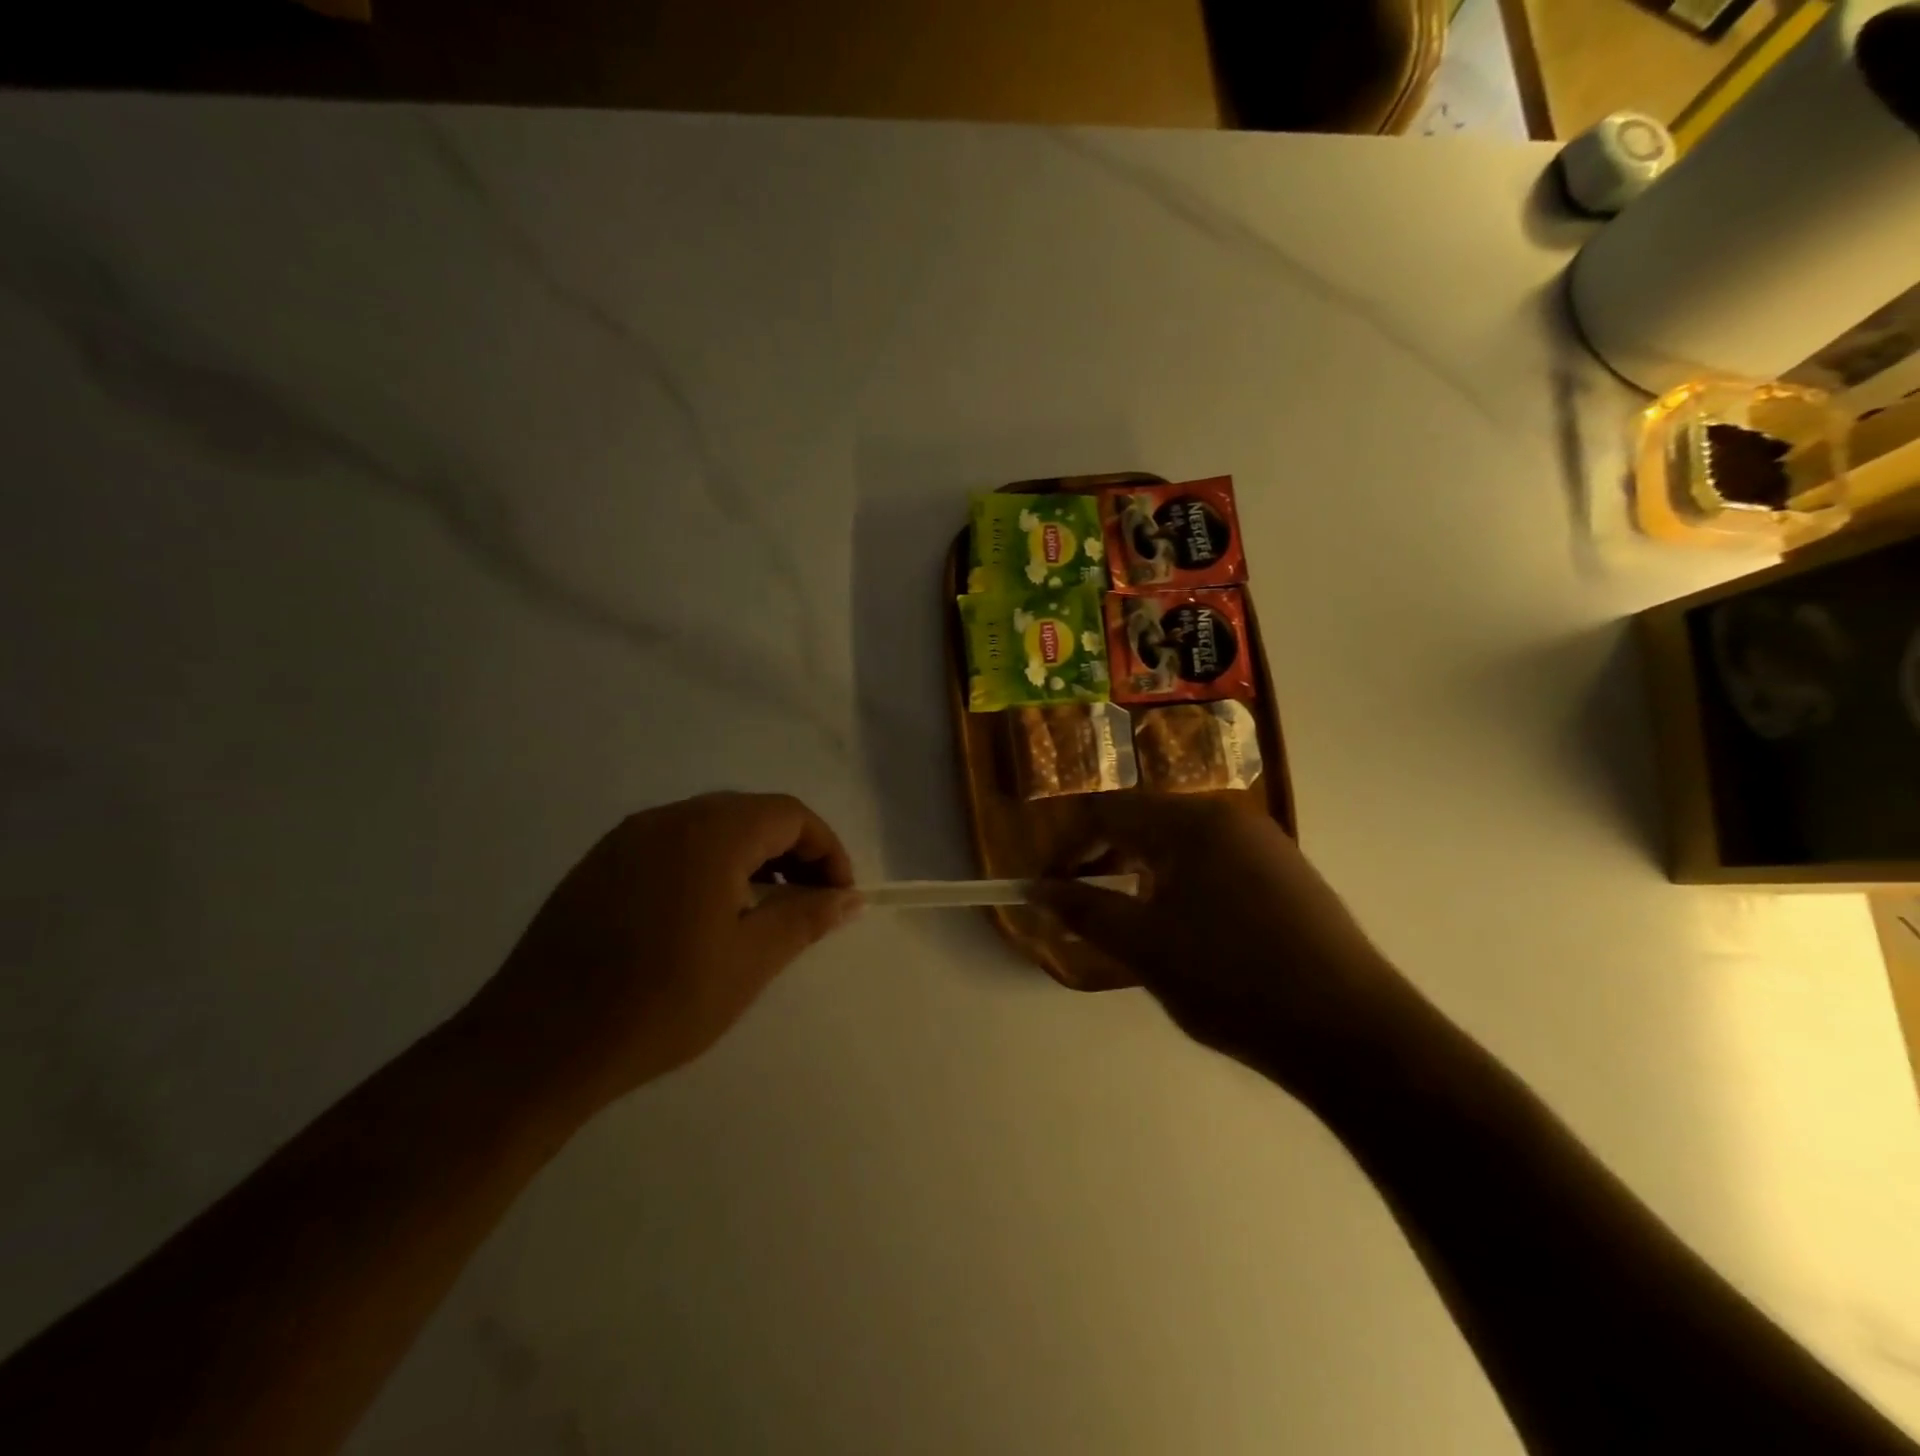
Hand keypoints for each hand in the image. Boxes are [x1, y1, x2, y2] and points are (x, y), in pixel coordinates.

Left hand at [465, 793, 860, 1110]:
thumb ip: (806, 917)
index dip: (826, 849)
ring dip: (749, 858)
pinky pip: (672, 845)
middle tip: (807, 903)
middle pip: (751, 814)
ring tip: (760, 912)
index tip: (839, 895)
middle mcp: (668, 818)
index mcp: (710, 833)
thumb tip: (850, 897)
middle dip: (791, 852)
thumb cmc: (660, 1001)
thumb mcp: (749, 962)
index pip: (789, 814)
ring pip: (710, 827)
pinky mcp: (600, 863)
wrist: (538, 1044)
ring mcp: (627, 838)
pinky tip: (704, 916)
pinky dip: (707, 865)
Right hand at [1031, 796, 1417, 1091]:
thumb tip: (1035, 890)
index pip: (1108, 812)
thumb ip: (1083, 911)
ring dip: (1142, 876)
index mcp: (1193, 822)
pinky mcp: (1288, 876)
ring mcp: (1266, 845)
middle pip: (1145, 823)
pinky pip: (1215, 866)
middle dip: (1105, 861)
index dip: (1067, 848)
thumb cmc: (1233, 980)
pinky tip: (1187, 934)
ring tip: (1131, 925)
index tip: (1046, 888)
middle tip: (1083, 907)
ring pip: (1181, 846)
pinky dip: (1182, 887)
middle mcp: (1231, 818)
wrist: (1352, 1033)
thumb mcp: (1143, 947)